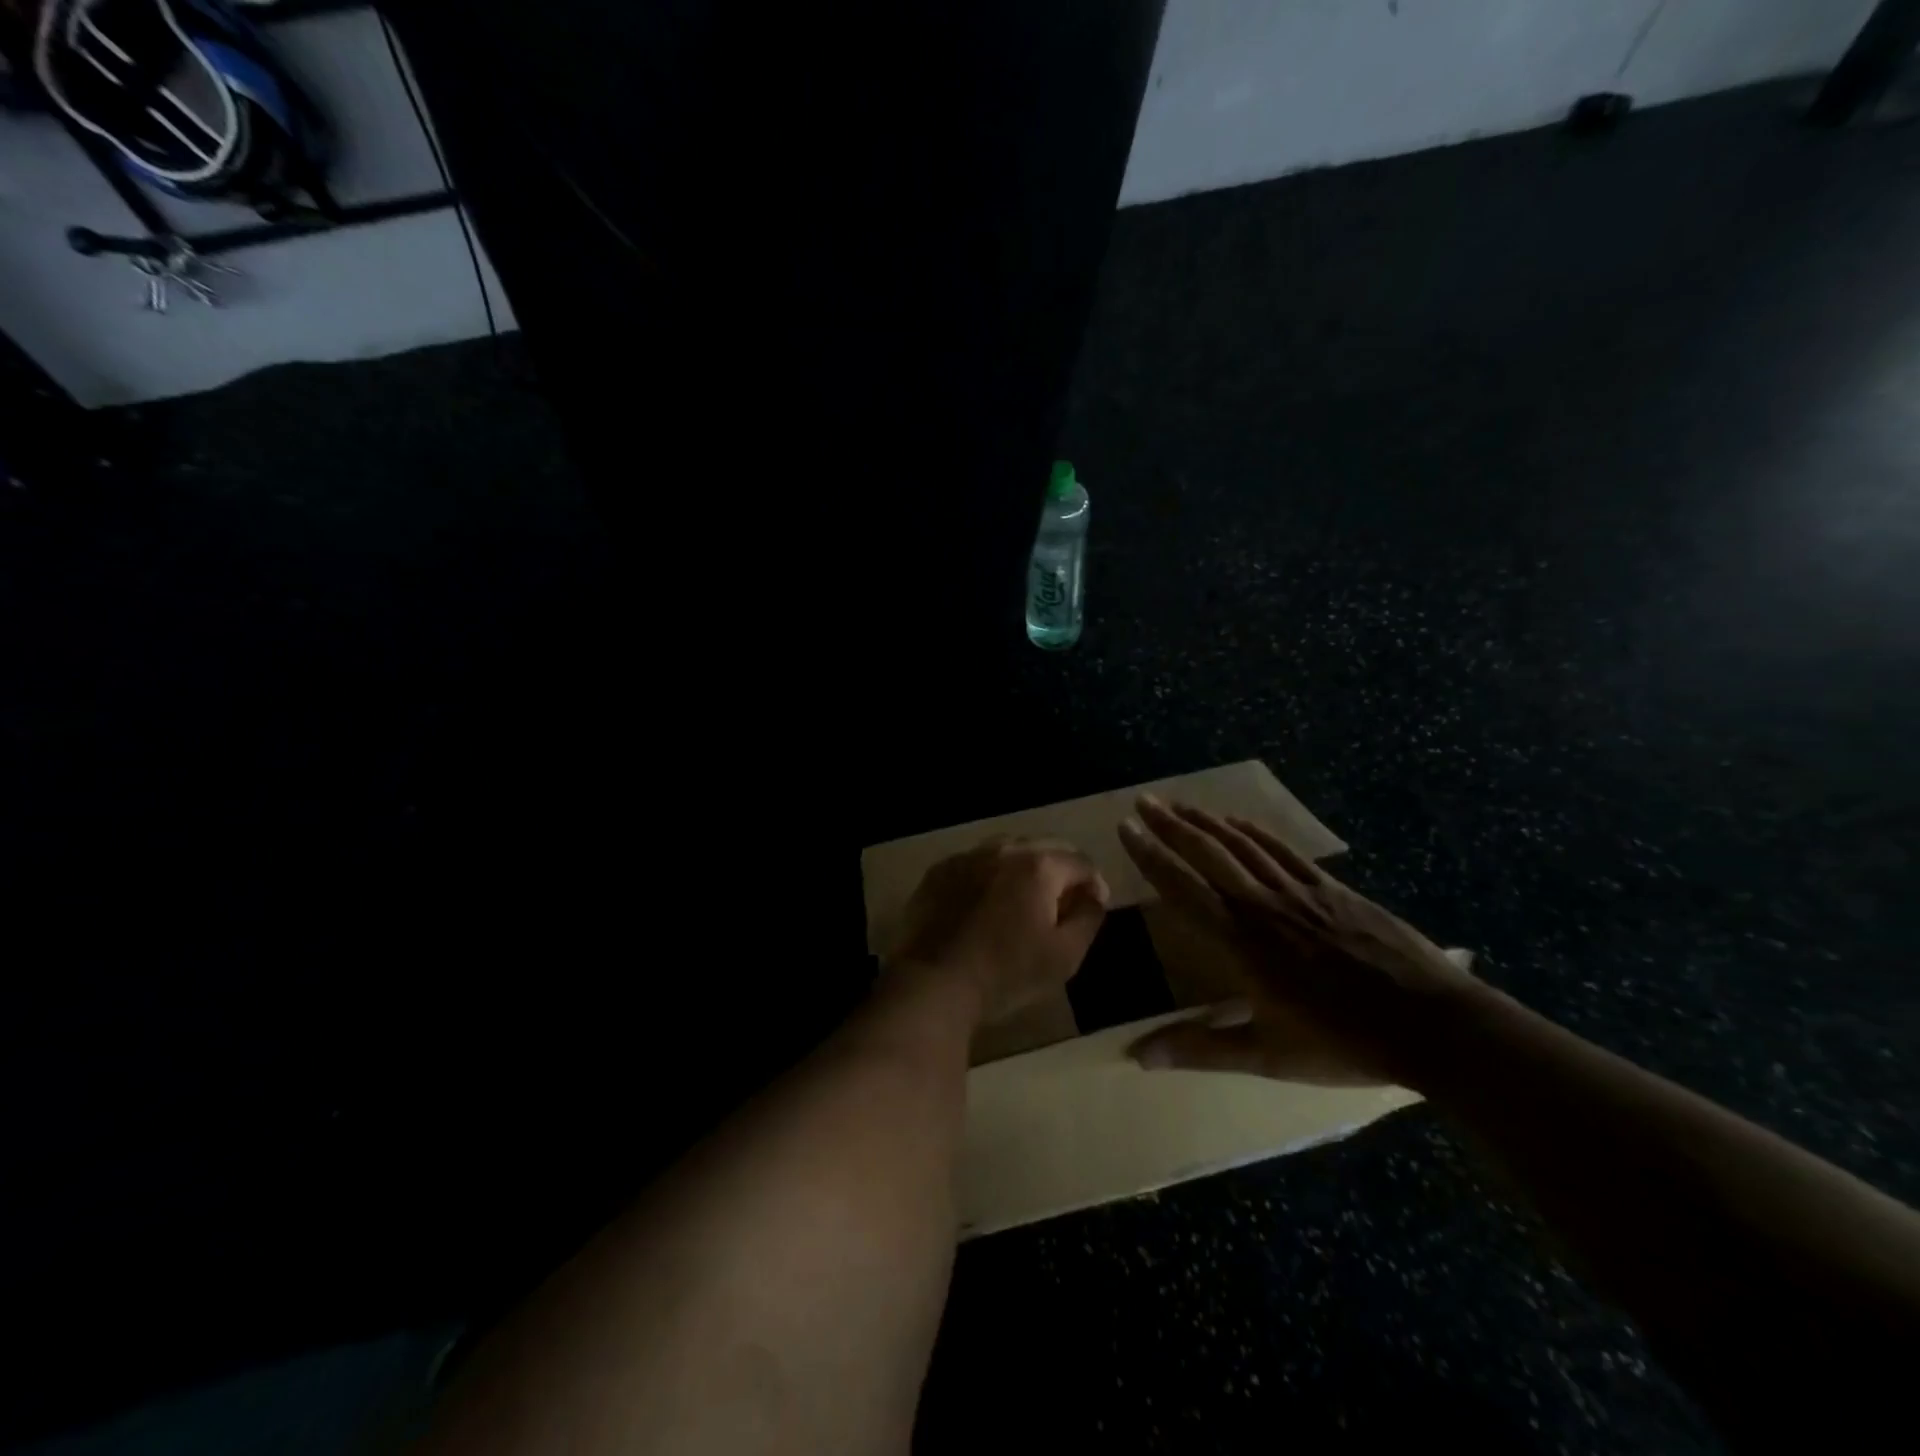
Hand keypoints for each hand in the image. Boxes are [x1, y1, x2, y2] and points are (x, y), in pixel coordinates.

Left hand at [889, 838, 1108, 1024]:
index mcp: (1038, 866)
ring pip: (1008, 850)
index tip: (1094, 905)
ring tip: (1025, 898)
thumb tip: (1093, 897)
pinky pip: (976, 863)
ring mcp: (967, 856)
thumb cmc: (1006, 973)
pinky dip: (990, 875)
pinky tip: (986, 902)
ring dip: (1024, 868)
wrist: (933, 982)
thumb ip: (1089, 919)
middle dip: (1061, 870)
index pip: (1080, 861)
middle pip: (1044, 847)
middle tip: (1063, 900)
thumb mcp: (1064, 956)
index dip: (1094, 882)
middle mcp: (1003, 848)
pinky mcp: (939, 871)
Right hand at [1117, 796, 1486, 1085]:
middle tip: (1142, 802)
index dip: (1151, 857)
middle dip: (1170, 826)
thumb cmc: (1343, 1042)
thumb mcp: (1267, 1055)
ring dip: (1205, 822)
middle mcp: (1262, 905)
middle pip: (1207, 855)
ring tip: (1177, 804)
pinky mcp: (1331, 888)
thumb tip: (1136, 1056)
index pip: (1183, 888)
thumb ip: (1200, 1049)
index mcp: (1241, 942)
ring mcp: (1299, 891)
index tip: (1126, 830)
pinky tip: (1237, 820)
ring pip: (1242, 845)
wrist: (1432, 1024)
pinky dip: (1253, 831)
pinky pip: (1281, 850)